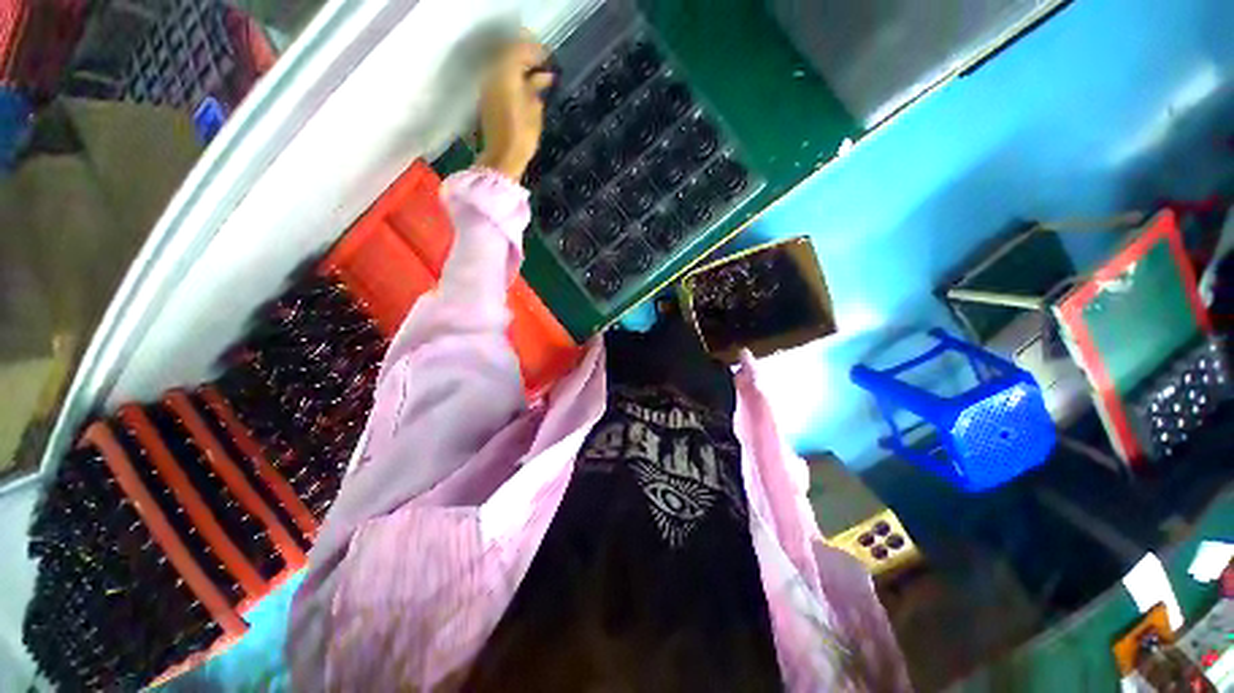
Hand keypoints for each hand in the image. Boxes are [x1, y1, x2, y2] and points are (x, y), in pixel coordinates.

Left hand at [475, 37, 554, 181]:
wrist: (502, 159)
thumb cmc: (522, 136)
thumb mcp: (534, 111)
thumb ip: (537, 88)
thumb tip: (544, 76)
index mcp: (505, 75)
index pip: (519, 49)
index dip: (535, 51)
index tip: (549, 59)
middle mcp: (493, 75)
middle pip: (509, 55)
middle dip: (527, 57)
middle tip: (544, 67)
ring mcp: (488, 87)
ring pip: (504, 67)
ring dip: (520, 69)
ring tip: (537, 78)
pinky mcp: (487, 99)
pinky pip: (500, 79)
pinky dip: (513, 79)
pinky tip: (525, 89)